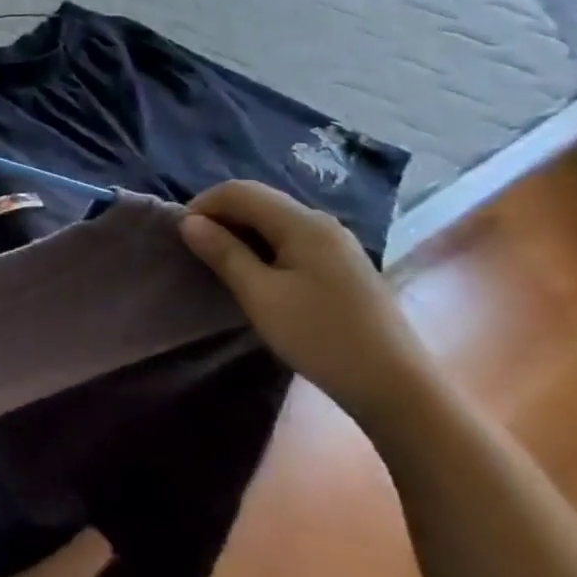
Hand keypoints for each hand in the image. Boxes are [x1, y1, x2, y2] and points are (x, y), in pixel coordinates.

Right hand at [179, 180, 430, 421]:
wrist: (395, 386)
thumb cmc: (320, 336)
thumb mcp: (260, 295)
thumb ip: (224, 253)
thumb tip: (189, 222)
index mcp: (302, 223)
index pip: (239, 191)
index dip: (203, 205)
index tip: (181, 237)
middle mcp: (321, 223)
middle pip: (258, 201)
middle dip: (220, 217)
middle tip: (196, 251)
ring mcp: (336, 244)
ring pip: (274, 221)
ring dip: (240, 233)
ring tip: (219, 264)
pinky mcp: (341, 265)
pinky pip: (290, 239)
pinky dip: (262, 247)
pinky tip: (255, 275)